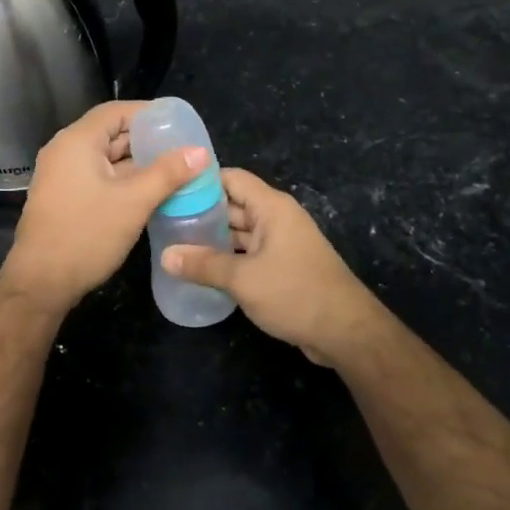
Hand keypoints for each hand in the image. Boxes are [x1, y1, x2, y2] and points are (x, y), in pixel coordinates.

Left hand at [1, 101, 206, 311]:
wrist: (41, 283)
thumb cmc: (86, 235)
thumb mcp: (134, 202)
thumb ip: (168, 173)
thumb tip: (200, 151)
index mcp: (77, 141)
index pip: (116, 111)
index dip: (149, 113)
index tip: (179, 123)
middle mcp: (65, 151)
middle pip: (111, 133)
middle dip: (147, 141)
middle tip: (183, 150)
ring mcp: (61, 176)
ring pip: (105, 159)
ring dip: (137, 163)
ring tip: (174, 171)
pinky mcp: (63, 197)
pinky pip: (97, 177)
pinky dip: (122, 180)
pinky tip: (149, 193)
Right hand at [159, 168, 393, 366]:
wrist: (345, 331)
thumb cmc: (295, 293)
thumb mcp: (243, 279)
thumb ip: (203, 265)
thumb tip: (165, 256)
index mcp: (271, 207)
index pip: (231, 178)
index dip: (201, 181)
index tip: (169, 190)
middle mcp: (277, 218)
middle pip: (233, 204)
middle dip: (201, 212)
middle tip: (163, 221)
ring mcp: (281, 243)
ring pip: (240, 231)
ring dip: (213, 238)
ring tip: (175, 245)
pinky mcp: (283, 266)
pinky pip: (249, 253)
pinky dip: (228, 257)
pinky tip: (202, 269)